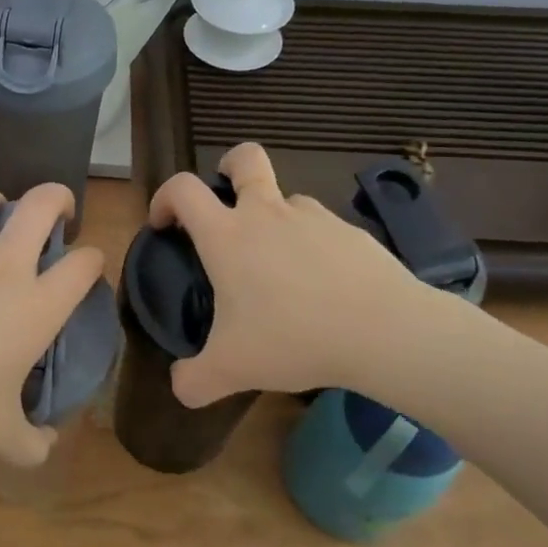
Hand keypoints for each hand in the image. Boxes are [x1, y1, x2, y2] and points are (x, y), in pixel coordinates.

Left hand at [0, 181, 103, 466]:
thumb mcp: (0, 436)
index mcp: (36, 306)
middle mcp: (2, 270)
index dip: (94, 260)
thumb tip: (45, 445)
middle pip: (38, 205)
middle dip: (56, 197)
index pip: (83, 264)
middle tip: (59, 210)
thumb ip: (31, 441)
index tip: (89, 266)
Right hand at [148, 143, 461, 406]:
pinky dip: (312, 247)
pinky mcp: (351, 232)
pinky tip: (322, 287)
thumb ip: (194, 380)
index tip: (164, 224)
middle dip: (229, 165)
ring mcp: (313, 218)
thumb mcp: (231, 369)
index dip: (164, 198)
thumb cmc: (293, 338)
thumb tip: (179, 388)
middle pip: (245, 159)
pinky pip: (321, 229)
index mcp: (227, 235)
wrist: (383, 331)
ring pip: (286, 199)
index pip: (183, 189)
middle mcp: (267, 213)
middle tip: (226, 196)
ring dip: (275, 218)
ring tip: (280, 267)